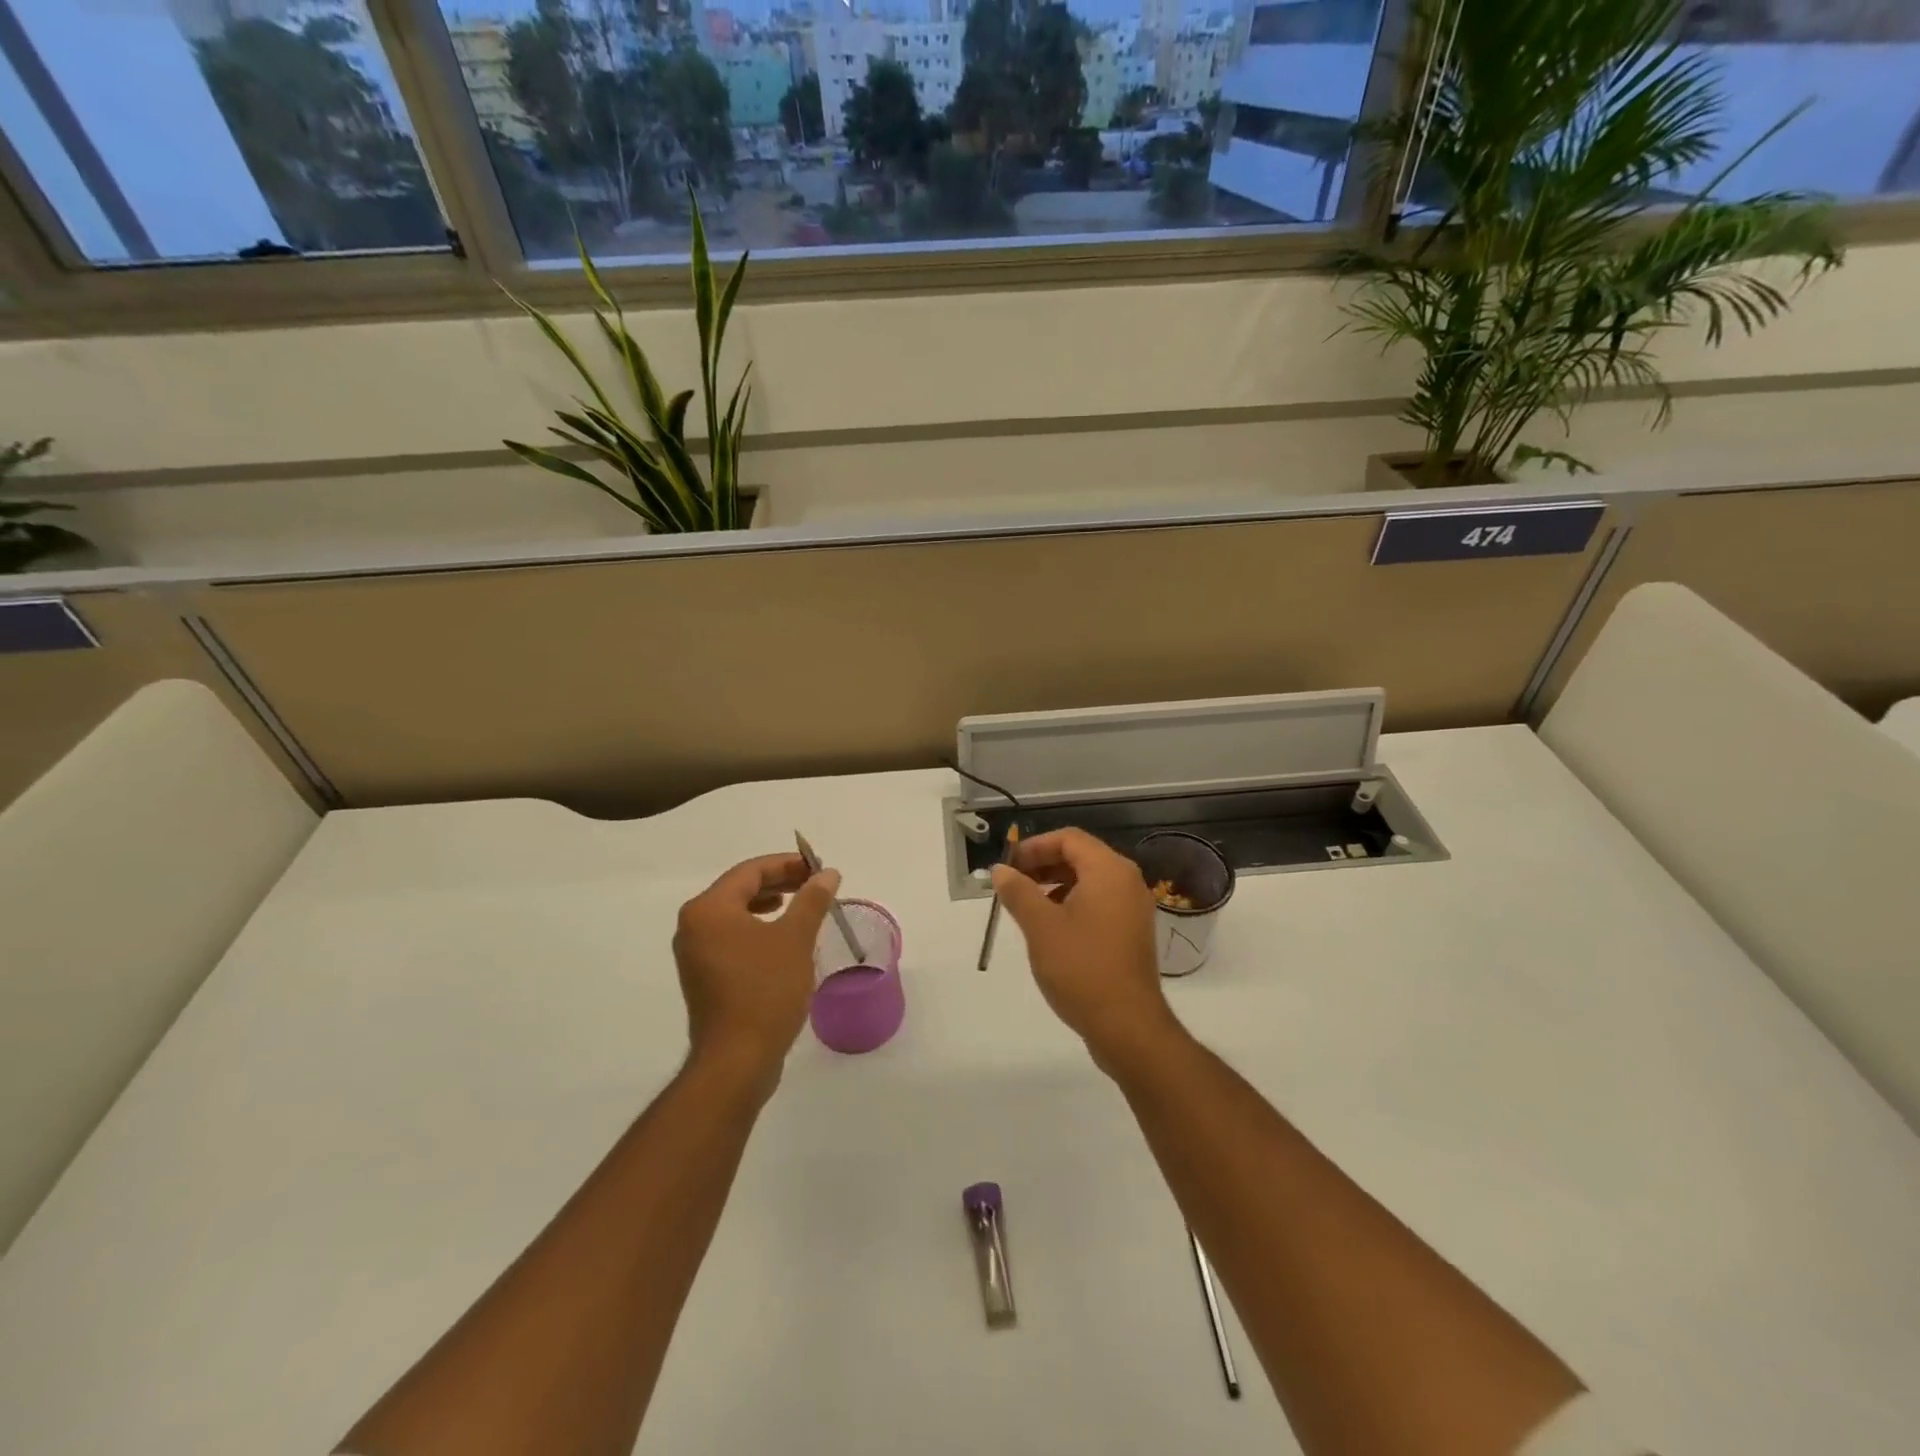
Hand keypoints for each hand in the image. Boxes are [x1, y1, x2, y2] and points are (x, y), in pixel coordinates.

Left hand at [673, 853, 840, 1093]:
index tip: (819, 868)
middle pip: (740, 889)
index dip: (787, 864)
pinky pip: (732, 938)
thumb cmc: (765, 990)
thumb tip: (827, 873)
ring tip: (801, 907)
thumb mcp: (795, 938)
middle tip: (814, 885)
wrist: (737, 1060)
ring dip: (769, 905)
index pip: (750, 871)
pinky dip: (757, 929)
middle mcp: (693, 926)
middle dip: (779, 883)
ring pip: (735, 914)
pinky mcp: (704, 977)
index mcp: (708, 909)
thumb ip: (811, 900)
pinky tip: (782, 940)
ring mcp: (695, 954)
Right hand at [991, 829, 1182, 1070]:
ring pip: (1089, 881)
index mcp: (1109, 871)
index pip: (1068, 839)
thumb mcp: (1040, 926)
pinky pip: (1099, 903)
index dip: (1034, 846)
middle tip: (1012, 884)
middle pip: (1080, 856)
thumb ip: (1018, 892)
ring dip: (1055, 885)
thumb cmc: (1081, 968)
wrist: (1127, 1026)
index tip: (1008, 866)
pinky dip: (1072, 904)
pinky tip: (1051, 928)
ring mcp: (1133, 908)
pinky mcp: (1132, 932)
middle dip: (1043, 865)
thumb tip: (1000, 870)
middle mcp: (1127, 882)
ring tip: (1026, 906)